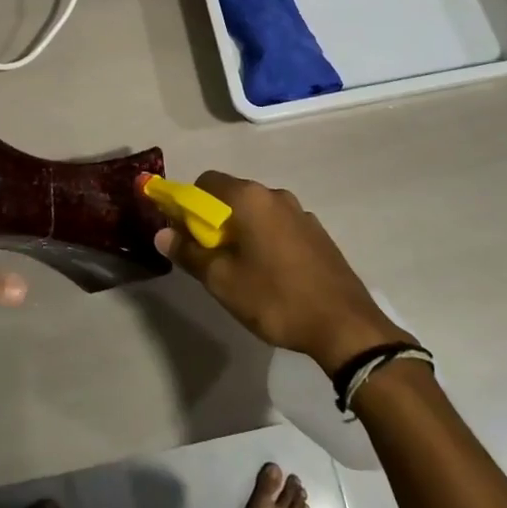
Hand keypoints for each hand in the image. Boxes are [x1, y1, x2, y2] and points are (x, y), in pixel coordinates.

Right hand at [153, 172, 409, 373]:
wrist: (344, 325)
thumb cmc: (276, 298)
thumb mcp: (223, 281)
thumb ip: (189, 253)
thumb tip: (162, 233)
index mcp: (250, 198)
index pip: (205, 182)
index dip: (187, 204)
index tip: (183, 234)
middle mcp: (275, 195)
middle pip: (231, 195)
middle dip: (213, 220)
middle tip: (208, 257)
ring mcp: (300, 212)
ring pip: (257, 212)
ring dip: (241, 231)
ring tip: (240, 269)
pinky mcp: (317, 233)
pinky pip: (278, 226)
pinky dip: (265, 239)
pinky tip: (270, 274)